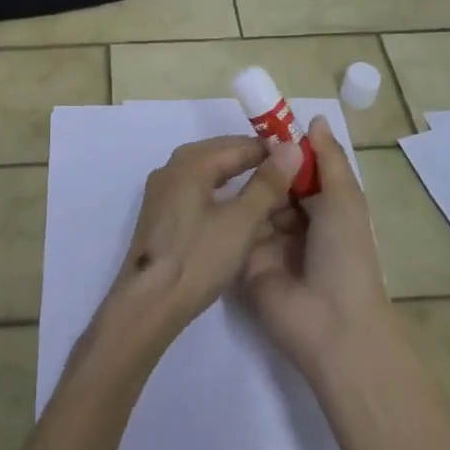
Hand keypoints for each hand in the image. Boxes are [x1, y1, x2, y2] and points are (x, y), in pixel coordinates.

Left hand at [101, 135, 296, 352]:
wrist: (148, 304)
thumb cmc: (198, 259)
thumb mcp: (241, 222)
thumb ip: (267, 184)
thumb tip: (292, 148)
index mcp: (190, 162)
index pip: (239, 145)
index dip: (271, 150)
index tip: (300, 159)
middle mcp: (172, 167)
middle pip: (220, 153)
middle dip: (254, 161)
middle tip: (289, 174)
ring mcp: (162, 191)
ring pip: (207, 172)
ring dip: (237, 177)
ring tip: (268, 191)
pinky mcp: (160, 213)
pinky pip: (196, 189)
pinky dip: (220, 192)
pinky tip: (235, 209)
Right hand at [239, 116, 395, 376]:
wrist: (329, 323)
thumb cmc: (345, 255)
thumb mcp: (345, 199)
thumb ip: (328, 158)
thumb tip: (315, 119)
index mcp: (324, 209)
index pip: (300, 171)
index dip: (284, 149)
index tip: (261, 123)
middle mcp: (296, 223)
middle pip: (274, 185)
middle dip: (260, 165)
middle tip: (235, 141)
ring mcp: (268, 243)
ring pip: (253, 204)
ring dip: (245, 186)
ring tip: (220, 160)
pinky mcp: (244, 261)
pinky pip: (236, 230)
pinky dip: (228, 212)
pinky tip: (208, 189)